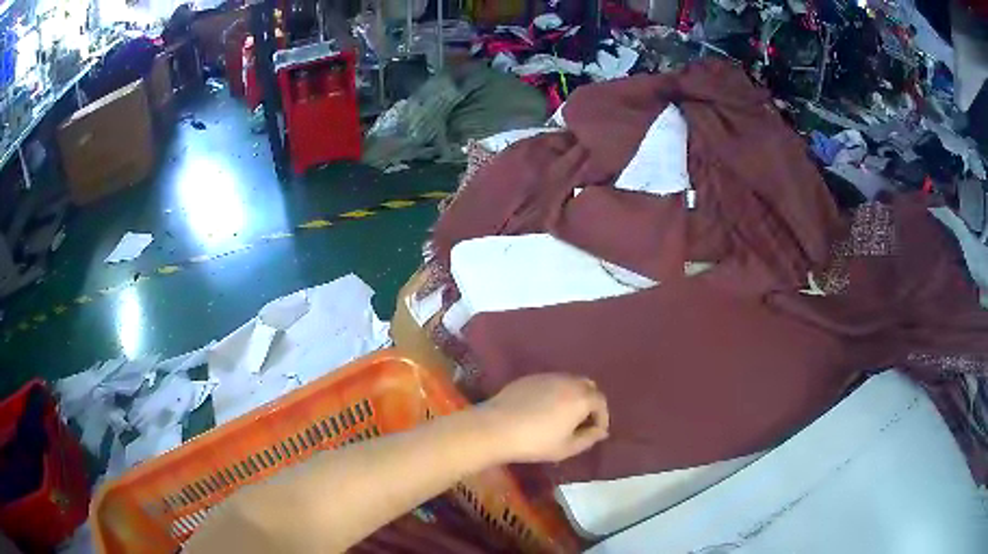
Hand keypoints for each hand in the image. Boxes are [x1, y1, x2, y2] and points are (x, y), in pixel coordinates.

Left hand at [477, 374, 609, 463]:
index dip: (602, 417)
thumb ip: (588, 438)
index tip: (595, 432)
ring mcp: (548, 377)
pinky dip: (556, 393)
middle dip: (590, 403)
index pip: (601, 402)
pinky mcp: (530, 378)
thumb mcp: (566, 448)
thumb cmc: (535, 442)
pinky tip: (544, 409)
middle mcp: (568, 381)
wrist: (496, 427)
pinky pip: (551, 382)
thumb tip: (600, 432)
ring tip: (564, 416)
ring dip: (573, 396)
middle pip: (587, 387)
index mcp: (581, 398)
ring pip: (569, 382)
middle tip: (582, 421)